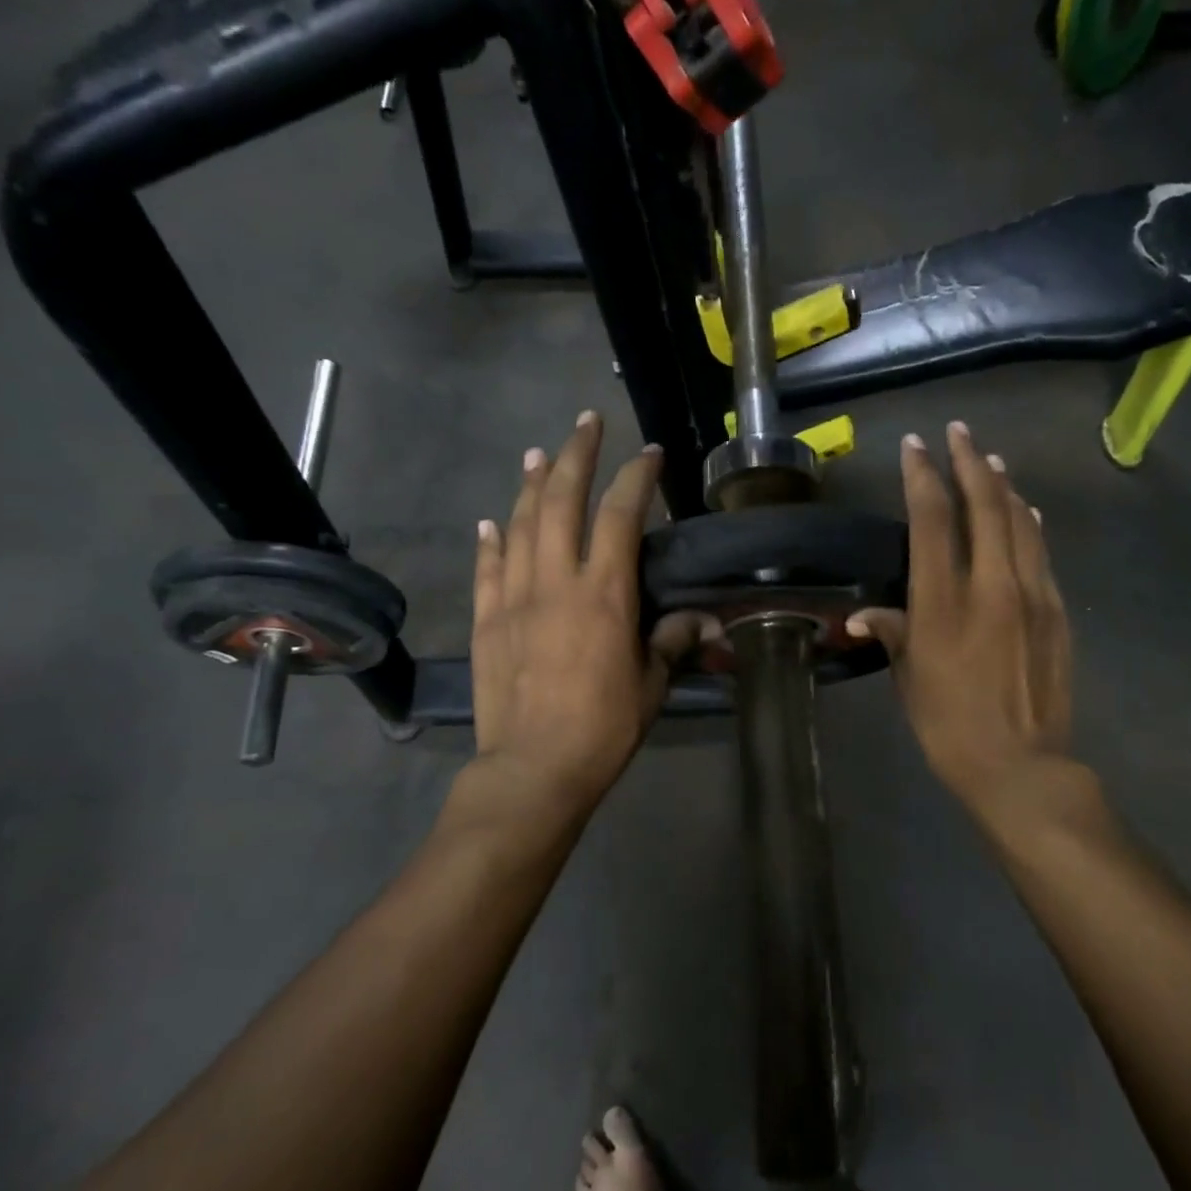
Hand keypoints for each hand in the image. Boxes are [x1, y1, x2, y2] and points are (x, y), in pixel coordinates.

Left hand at [471, 412, 705, 814]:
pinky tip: (490, 521)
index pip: (620, 515)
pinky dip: (490, 541)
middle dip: (576, 455)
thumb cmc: (603, 728)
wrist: (533, 768)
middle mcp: (555, 582)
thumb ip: (672, 641)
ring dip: (530, 484)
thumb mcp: (650, 684)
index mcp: (603, 594)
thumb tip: (705, 620)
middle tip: (586, 422)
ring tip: (539, 453)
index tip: (649, 452)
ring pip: (519, 525)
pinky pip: (486, 569)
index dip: (635, 477)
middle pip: (561, 502)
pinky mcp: (485, 621)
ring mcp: (513, 598)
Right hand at [848, 422, 1074, 821]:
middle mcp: (992, 586)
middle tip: (958, 432)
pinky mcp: (1057, 611)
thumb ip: (892, 632)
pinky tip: (1025, 511)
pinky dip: (1029, 523)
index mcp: (944, 602)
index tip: (915, 446)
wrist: (1022, 767)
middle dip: (968, 462)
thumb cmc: (949, 726)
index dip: (923, 476)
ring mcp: (1032, 595)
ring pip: (1020, 521)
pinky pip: (1041, 552)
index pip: (933, 520)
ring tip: (990, 460)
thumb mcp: (909, 678)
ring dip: (1003, 485)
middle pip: (984, 505)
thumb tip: (862, 613)